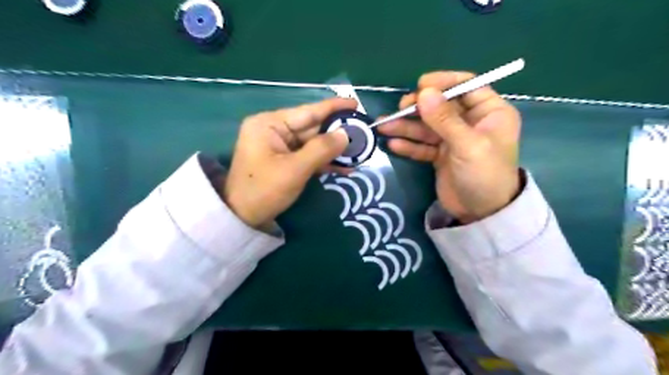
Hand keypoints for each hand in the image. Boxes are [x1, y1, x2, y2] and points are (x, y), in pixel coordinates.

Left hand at [221, 97, 354, 228]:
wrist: (242, 218)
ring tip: (359, 152)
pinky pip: (307, 156)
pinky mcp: (284, 160)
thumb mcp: (294, 170)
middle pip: (312, 128)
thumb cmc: (263, 190)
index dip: (333, 108)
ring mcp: (279, 146)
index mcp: (269, 124)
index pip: (307, 112)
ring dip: (333, 150)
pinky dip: (324, 161)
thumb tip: (346, 134)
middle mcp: (274, 130)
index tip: (355, 104)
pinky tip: (344, 166)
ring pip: (312, 143)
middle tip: (363, 134)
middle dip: (337, 133)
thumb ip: (321, 149)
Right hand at [379, 71, 518, 222]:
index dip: (443, 83)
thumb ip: (445, 119)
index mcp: (489, 112)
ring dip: (406, 127)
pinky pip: (423, 145)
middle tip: (399, 110)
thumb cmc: (484, 175)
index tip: (421, 86)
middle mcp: (471, 122)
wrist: (481, 214)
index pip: (466, 87)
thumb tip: (424, 92)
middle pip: (441, 106)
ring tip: (384, 126)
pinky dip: (409, 145)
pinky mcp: (440, 155)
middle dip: (419, 108)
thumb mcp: (468, 145)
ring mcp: (453, 139)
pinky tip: (393, 144)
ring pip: (428, 127)